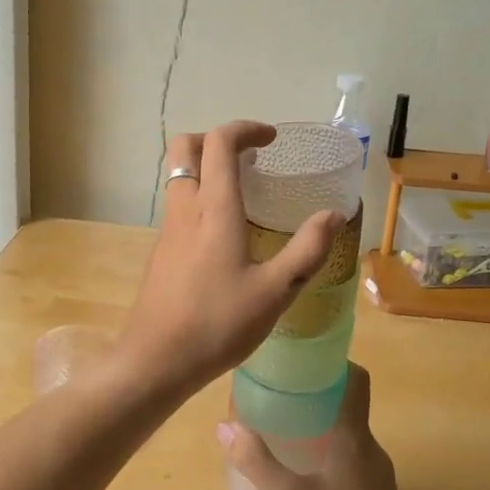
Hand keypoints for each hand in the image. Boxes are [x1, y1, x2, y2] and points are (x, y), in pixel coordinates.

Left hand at [115, 122, 344, 401]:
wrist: (156, 360)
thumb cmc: (218, 324)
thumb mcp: (275, 291)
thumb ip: (307, 250)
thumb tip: (333, 215)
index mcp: (214, 209)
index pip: (220, 143)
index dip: (245, 129)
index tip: (271, 138)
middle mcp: (185, 208)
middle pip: (186, 147)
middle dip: (216, 139)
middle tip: (250, 157)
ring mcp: (168, 229)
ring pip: (179, 176)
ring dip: (207, 168)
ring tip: (244, 192)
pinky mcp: (161, 250)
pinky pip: (178, 204)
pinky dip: (200, 196)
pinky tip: (225, 233)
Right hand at [217, 365, 421, 489]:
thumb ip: (254, 460)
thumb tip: (224, 425)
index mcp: (355, 438)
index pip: (356, 380)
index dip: (333, 362)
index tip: (302, 357)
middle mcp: (372, 450)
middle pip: (348, 406)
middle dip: (316, 395)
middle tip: (279, 393)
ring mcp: (379, 478)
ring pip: (349, 436)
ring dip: (321, 426)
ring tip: (284, 430)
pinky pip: (352, 460)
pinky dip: (329, 453)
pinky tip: (305, 474)